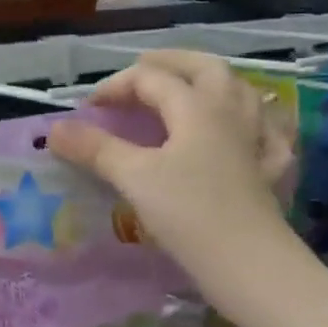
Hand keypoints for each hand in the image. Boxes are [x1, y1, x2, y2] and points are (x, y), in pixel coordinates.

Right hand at [48, 51, 296, 300]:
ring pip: (243, 92)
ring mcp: (258, 139)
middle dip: (172, 62)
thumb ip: (96, 149)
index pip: (151, 78)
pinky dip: (254, 123)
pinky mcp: (272, 170)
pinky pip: (269, 133)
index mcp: (197, 107)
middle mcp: (231, 112)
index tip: (89, 109)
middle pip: (206, 67)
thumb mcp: (134, 178)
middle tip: (144, 69)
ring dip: (213, 83)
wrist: (250, 264)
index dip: (116, 86)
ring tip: (191, 91)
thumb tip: (55, 130)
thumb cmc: (188, 214)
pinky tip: (246, 134)